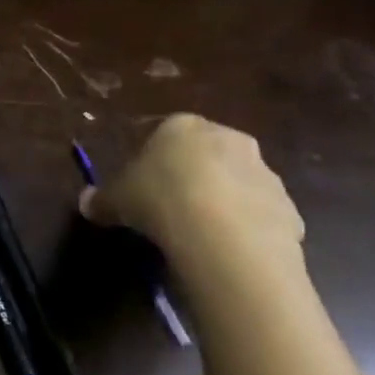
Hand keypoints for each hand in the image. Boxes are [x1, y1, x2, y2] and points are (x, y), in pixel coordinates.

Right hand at [82, 115, 304, 276]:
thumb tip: (86, 203)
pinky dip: (246, 225)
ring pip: (237, 181)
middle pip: (205, 153)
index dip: (152, 158)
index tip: (142, 184)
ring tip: (200, 232)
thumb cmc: (159, 199)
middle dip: (192, 174)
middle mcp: (227, 138)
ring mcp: (263, 171)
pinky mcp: (288, 204)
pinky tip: (227, 248)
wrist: (223, 235)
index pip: (164, 132)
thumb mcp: (116, 200)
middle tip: (171, 204)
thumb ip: (101, 199)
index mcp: (182, 126)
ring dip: (223, 199)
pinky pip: (259, 212)